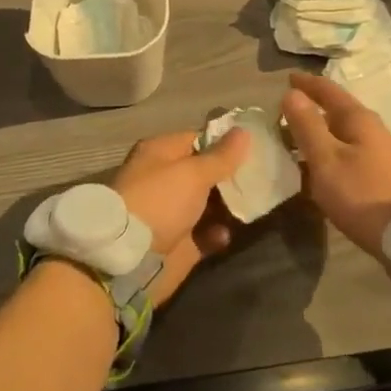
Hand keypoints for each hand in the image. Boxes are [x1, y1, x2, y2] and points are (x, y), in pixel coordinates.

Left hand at [111, 128, 250, 305]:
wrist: (129, 260)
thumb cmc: (160, 201)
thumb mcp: (193, 173)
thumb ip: (221, 156)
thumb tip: (243, 131)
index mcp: (161, 153)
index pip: (198, 139)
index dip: (225, 143)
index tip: (254, 146)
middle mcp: (164, 179)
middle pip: (204, 172)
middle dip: (230, 175)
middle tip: (261, 176)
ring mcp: (170, 212)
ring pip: (207, 204)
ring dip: (228, 205)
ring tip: (253, 204)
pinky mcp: (177, 243)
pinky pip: (205, 234)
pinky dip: (217, 233)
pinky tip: (228, 233)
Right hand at [283, 72, 390, 260]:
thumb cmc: (362, 194)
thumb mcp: (326, 160)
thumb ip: (307, 126)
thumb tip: (292, 93)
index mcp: (358, 118)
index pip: (328, 90)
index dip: (306, 83)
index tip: (287, 77)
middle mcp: (372, 128)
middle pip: (337, 110)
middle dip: (312, 108)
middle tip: (286, 112)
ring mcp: (380, 151)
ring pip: (343, 132)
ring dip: (321, 132)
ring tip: (298, 140)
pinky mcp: (382, 173)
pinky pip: (349, 151)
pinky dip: (331, 151)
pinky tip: (321, 167)